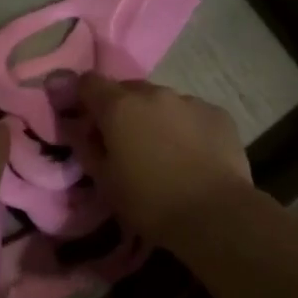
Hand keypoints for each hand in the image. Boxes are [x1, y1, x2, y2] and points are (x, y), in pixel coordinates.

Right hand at [78, 74, 251, 243]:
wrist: (215, 215)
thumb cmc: (149, 202)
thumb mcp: (104, 181)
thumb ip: (86, 146)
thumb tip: (79, 128)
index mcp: (119, 106)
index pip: (88, 82)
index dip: (82, 98)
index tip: (85, 120)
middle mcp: (154, 93)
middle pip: (128, 90)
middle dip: (121, 110)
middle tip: (124, 142)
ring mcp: (189, 100)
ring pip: (162, 102)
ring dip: (155, 118)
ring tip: (163, 151)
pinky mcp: (218, 113)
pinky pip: (192, 114)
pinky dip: (186, 127)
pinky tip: (193, 155)